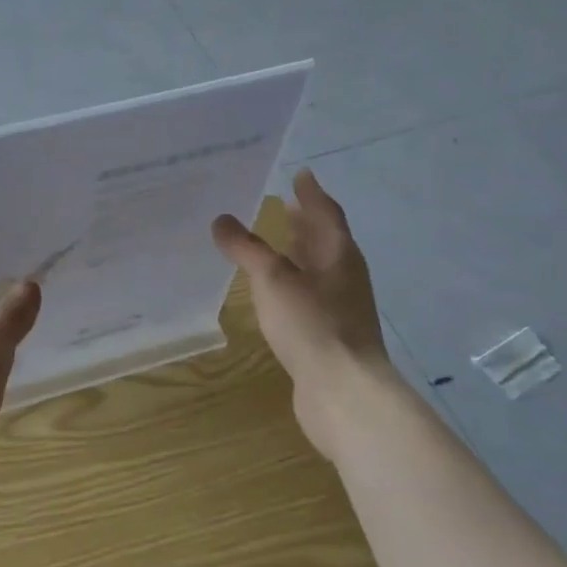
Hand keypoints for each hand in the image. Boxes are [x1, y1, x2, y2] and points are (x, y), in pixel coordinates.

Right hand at [212, 168, 395, 461]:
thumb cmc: (312, 324)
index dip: (311, 193)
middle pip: (325, 240)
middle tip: (283, 204)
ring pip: (317, 270)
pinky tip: (273, 293)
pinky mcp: (330, 335)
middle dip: (305, 222)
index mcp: (339, 254)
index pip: (326, 213)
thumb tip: (222, 220)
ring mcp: (340, 308)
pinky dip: (292, 284)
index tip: (300, 173)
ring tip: (275, 242)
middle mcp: (344, 276)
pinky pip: (309, 296)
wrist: (344, 392)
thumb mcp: (272, 279)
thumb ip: (247, 248)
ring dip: (299, 253)